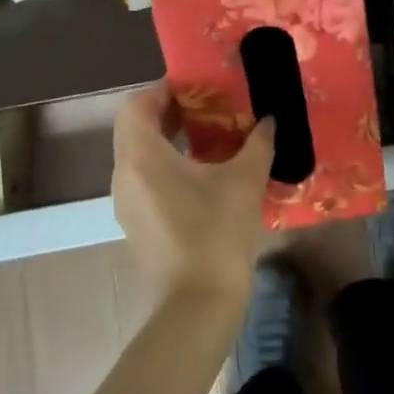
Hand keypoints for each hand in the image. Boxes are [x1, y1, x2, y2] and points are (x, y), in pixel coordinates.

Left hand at [112, 82, 273, 309]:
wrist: (197, 305)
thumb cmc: (217, 232)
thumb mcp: (245, 180)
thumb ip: (258, 142)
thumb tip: (269, 120)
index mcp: (142, 156)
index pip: (136, 105)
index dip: (163, 90)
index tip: (196, 87)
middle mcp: (124, 174)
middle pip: (135, 127)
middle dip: (167, 112)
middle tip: (206, 106)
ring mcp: (126, 202)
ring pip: (138, 154)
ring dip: (167, 138)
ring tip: (208, 135)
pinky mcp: (136, 222)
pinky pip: (143, 177)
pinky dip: (165, 163)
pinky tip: (202, 172)